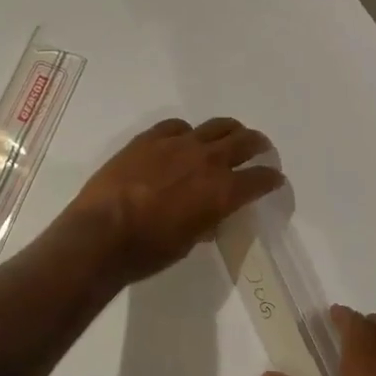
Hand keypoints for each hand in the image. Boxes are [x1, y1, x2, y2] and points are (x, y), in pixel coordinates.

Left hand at [57, 117, 283, 284]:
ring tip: (230, 136)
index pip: (260, 179)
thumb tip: (211, 215)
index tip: (274, 179)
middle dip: (258, 145)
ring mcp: (179, 144)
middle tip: (260, 148)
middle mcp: (208, 161)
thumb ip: (206, 221)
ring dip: (229, 131)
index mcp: (223, 192)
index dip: (271, 179)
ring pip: (217, 126)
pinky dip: (187, 133)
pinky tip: (183, 140)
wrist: (102, 234)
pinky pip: (178, 126)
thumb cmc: (148, 250)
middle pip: (245, 141)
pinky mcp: (151, 138)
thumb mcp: (189, 242)